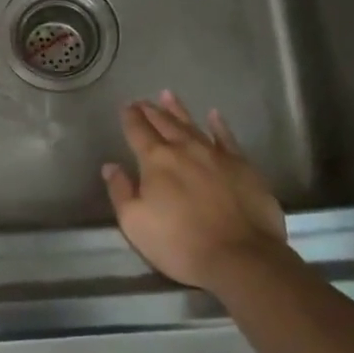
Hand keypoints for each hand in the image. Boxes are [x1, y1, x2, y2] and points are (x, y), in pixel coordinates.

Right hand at [102, 91, 287, 292]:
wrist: (241, 256)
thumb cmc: (180, 243)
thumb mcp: (135, 223)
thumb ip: (121, 191)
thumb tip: (111, 166)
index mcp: (156, 161)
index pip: (138, 132)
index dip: (130, 118)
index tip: (125, 107)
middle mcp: (185, 149)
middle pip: (164, 123)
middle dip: (151, 111)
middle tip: (142, 101)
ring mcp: (216, 155)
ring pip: (192, 125)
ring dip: (178, 110)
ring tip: (167, 95)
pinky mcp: (242, 166)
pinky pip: (227, 138)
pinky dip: (219, 125)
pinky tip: (214, 115)